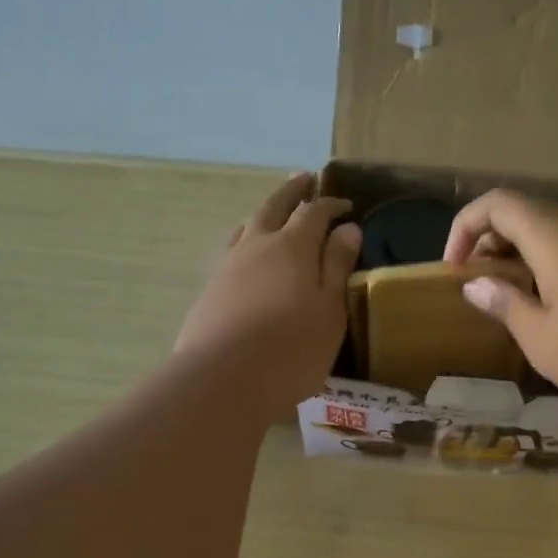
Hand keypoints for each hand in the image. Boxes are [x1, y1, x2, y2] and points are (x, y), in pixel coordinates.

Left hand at [176, 173, 361, 412]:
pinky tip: (244, 253)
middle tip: (304, 177)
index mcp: (292, 247)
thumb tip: (349, 228)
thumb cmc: (292, 348)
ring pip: (247, 225)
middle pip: (274, 206)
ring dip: (264, 212)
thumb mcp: (329, 310)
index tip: (346, 205)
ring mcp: (227, 265)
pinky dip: (244, 240)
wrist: (224, 379)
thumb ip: (337, 267)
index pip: (314, 212)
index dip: (331, 204)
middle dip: (292, 191)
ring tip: (272, 210)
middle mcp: (256, 245)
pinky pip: (230, 250)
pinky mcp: (209, 289)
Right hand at [443, 189, 557, 413]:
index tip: (454, 268)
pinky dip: (554, 262)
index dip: (465, 226)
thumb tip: (475, 285)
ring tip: (513, 294)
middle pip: (527, 212)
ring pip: (557, 230)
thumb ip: (505, 304)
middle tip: (479, 282)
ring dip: (524, 252)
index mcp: (554, 236)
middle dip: (492, 240)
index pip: (497, 204)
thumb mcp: (541, 337)